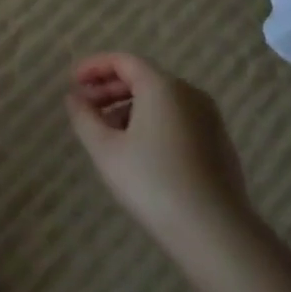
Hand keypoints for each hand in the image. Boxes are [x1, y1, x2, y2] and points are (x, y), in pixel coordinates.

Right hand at [66, 52, 254, 246]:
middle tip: (84, 106)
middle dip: (109, 88)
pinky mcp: (218, 142)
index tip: (72, 81)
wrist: (214, 231)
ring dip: (129, 106)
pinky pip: (177, 117)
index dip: (94, 66)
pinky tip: (137, 149)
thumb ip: (84, 117)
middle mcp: (190, 93)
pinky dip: (151, 121)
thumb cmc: (152, 182)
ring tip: (106, 131)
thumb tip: (74, 97)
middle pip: (143, 77)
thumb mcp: (105, 149)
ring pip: (161, 99)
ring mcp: (209, 118)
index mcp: (162, 87)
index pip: (123, 61)